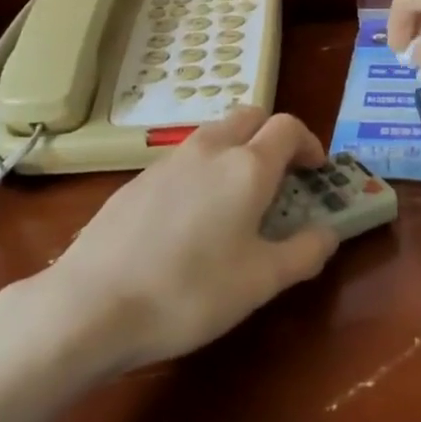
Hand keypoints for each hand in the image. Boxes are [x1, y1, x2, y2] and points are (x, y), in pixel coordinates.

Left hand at [40, 107, 339, 371]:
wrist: (92, 305)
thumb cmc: (190, 292)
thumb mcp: (261, 282)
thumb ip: (304, 252)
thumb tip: (328, 233)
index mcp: (246, 166)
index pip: (287, 127)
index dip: (309, 143)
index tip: (316, 171)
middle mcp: (208, 150)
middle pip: (249, 116)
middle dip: (272, 135)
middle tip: (282, 175)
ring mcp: (166, 161)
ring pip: (213, 134)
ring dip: (237, 149)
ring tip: (238, 197)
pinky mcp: (136, 180)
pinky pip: (183, 159)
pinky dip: (203, 169)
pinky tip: (192, 217)